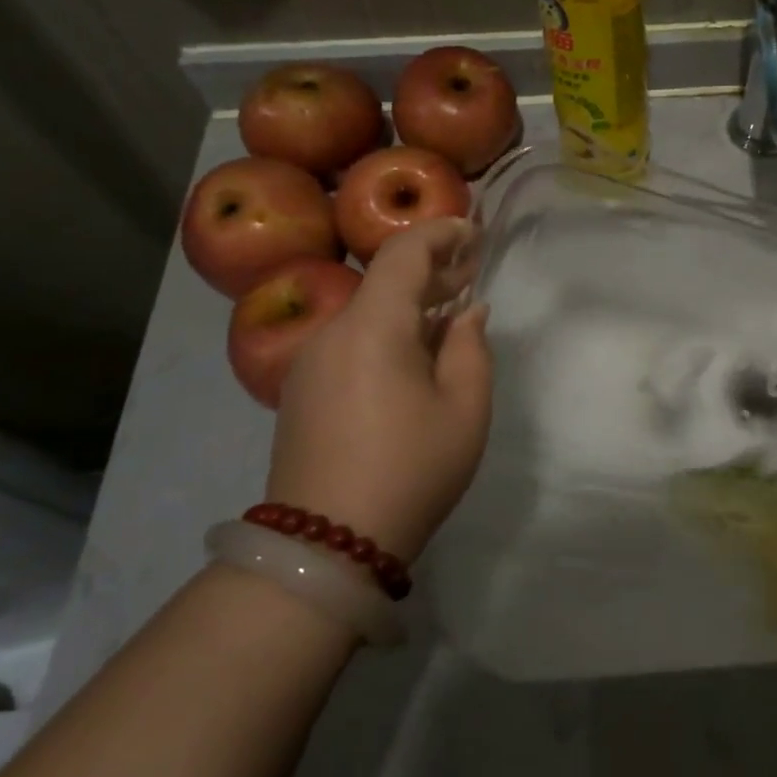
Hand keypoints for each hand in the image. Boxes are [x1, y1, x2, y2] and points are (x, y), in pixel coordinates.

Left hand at [266, 217, 491, 561]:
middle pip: (382, 280)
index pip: (402, 252)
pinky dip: (386, 332)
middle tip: (471, 273)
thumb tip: (467, 312)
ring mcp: (309, 362)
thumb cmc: (410, 469)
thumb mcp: (465, 408)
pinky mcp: (301, 390)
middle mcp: (331, 331)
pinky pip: (350, 341)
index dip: (441, 232)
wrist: (326, 544)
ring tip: (449, 316)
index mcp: (372, 326)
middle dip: (430, 269)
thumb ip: (471, 347)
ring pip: (366, 312)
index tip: (475, 233)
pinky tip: (413, 358)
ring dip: (409, 304)